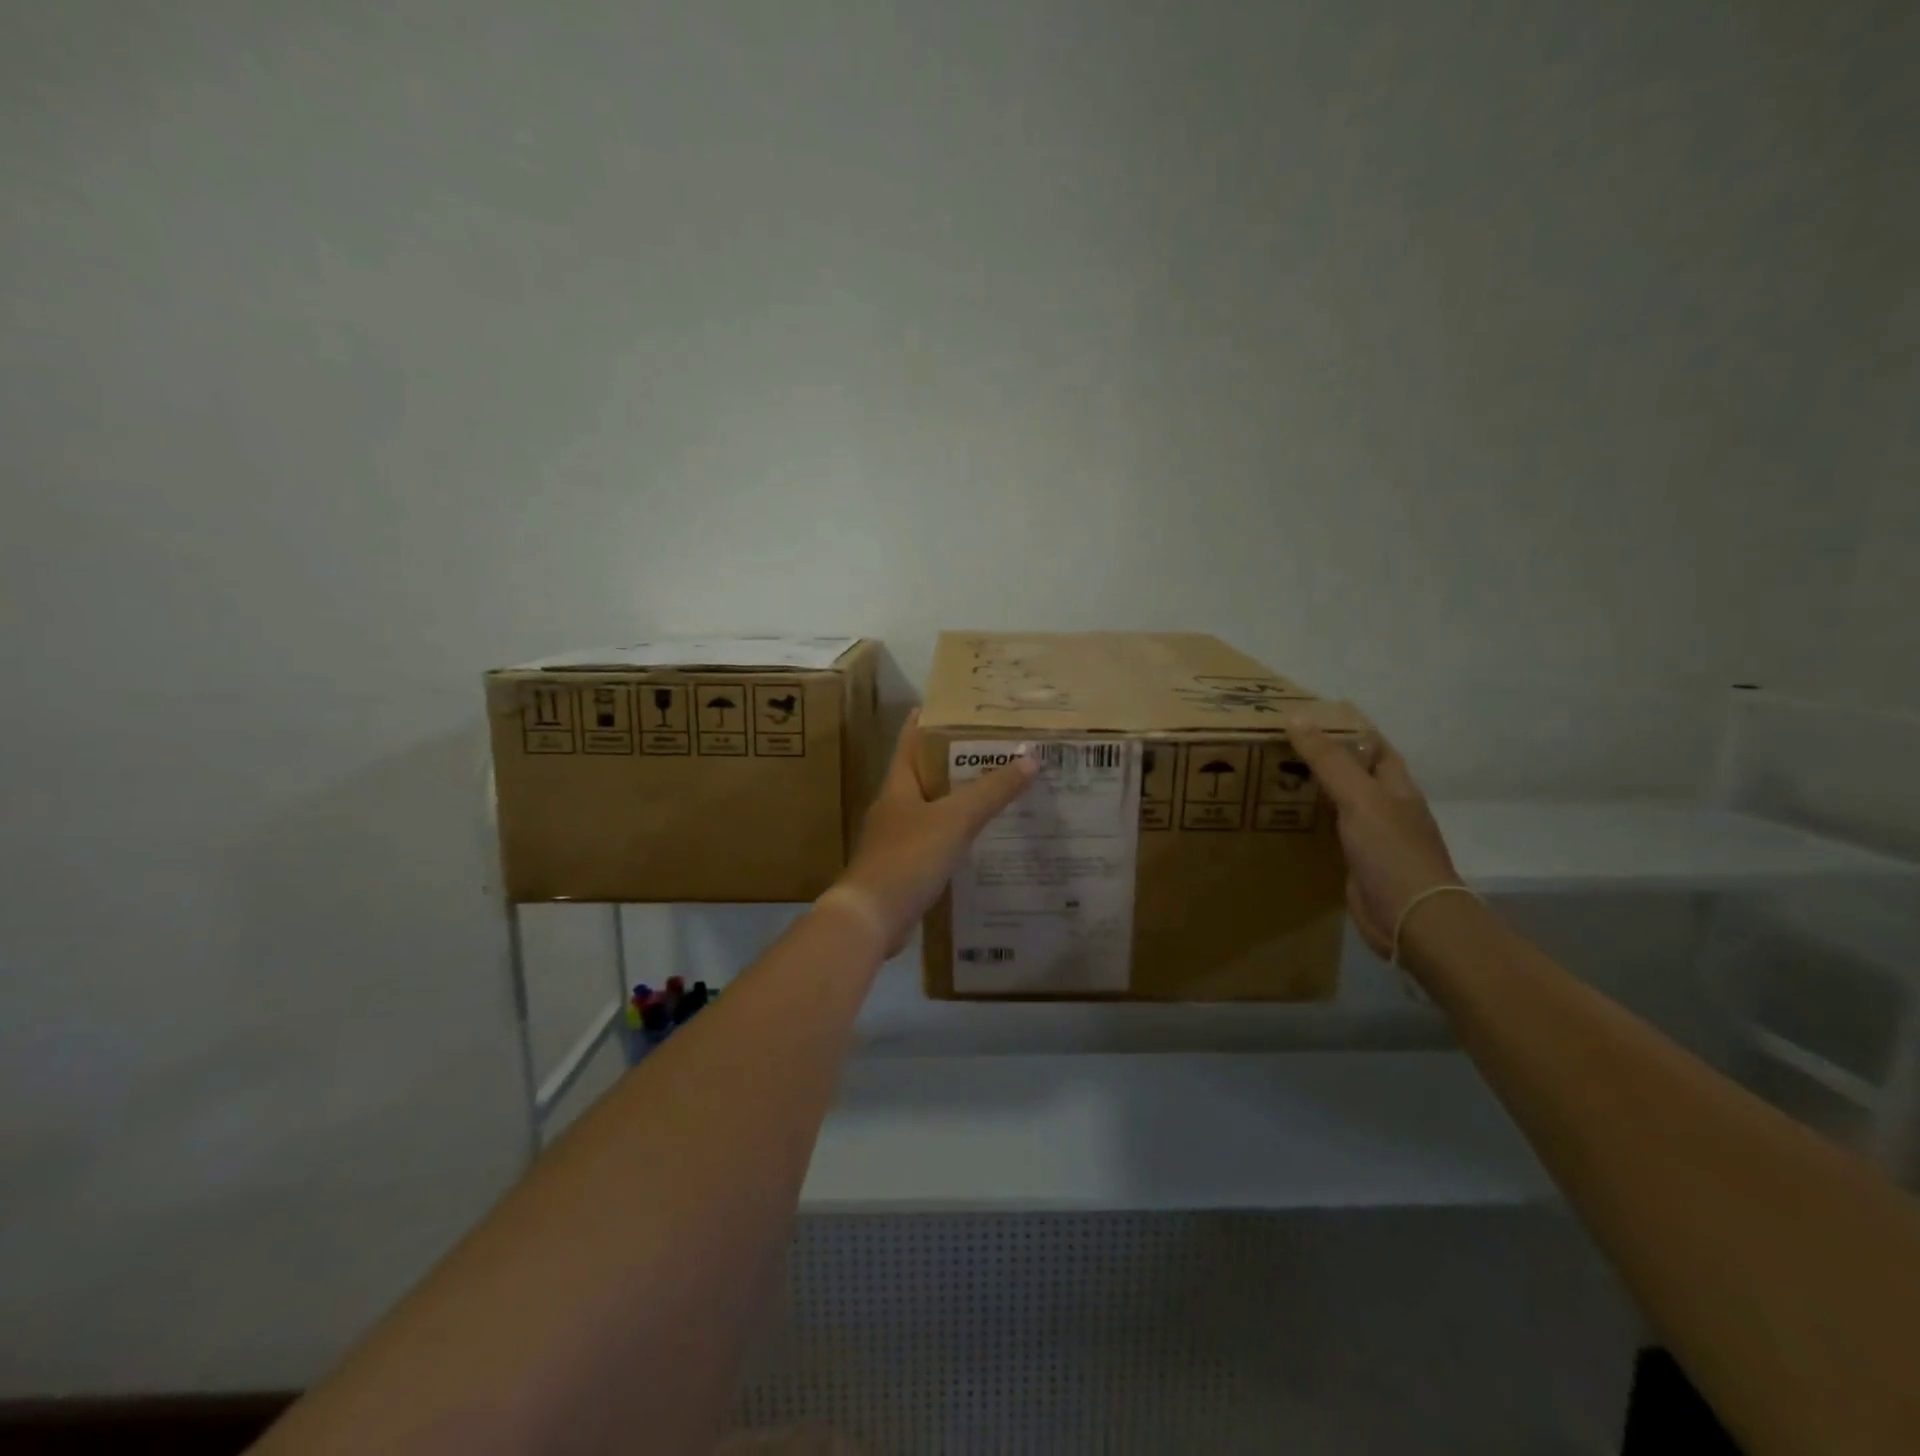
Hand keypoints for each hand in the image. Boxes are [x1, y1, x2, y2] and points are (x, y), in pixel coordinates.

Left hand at [822, 712, 1038, 956]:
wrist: (870, 918)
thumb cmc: (908, 858)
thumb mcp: (954, 820)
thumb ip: (991, 791)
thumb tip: (1030, 757)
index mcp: (899, 785)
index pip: (912, 739)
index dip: (932, 719)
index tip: (960, 704)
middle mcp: (895, 806)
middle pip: (926, 773)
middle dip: (957, 760)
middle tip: (997, 748)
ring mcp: (897, 838)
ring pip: (933, 808)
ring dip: (960, 799)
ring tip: (998, 789)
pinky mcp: (905, 867)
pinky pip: (936, 840)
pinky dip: (957, 834)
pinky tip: (982, 839)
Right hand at [1283, 718, 1463, 958]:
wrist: (1410, 918)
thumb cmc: (1391, 851)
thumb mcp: (1359, 797)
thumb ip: (1329, 760)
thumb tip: (1297, 717)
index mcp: (1395, 785)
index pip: (1372, 744)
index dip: (1346, 726)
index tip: (1309, 713)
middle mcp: (1386, 807)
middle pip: (1354, 772)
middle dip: (1323, 756)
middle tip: (1278, 743)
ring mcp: (1372, 837)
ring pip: (1339, 802)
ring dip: (1312, 789)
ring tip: (1272, 774)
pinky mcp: (1356, 862)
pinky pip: (1328, 832)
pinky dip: (1308, 821)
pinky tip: (1283, 819)